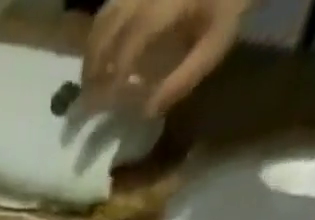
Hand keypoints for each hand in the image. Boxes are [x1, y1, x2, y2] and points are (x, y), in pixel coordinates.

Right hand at [83, 0, 248, 117]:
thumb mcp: (213, 46)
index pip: (126, 49)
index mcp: (162, 9)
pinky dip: (99, 32)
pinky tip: (99, 52)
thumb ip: (181, 80)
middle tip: (85, 101)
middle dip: (92, 69)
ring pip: (103, 17)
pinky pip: (110, 6)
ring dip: (91, 52)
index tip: (103, 107)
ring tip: (88, 80)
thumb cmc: (229, 4)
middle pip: (105, 32)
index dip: (112, 80)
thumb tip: (146, 112)